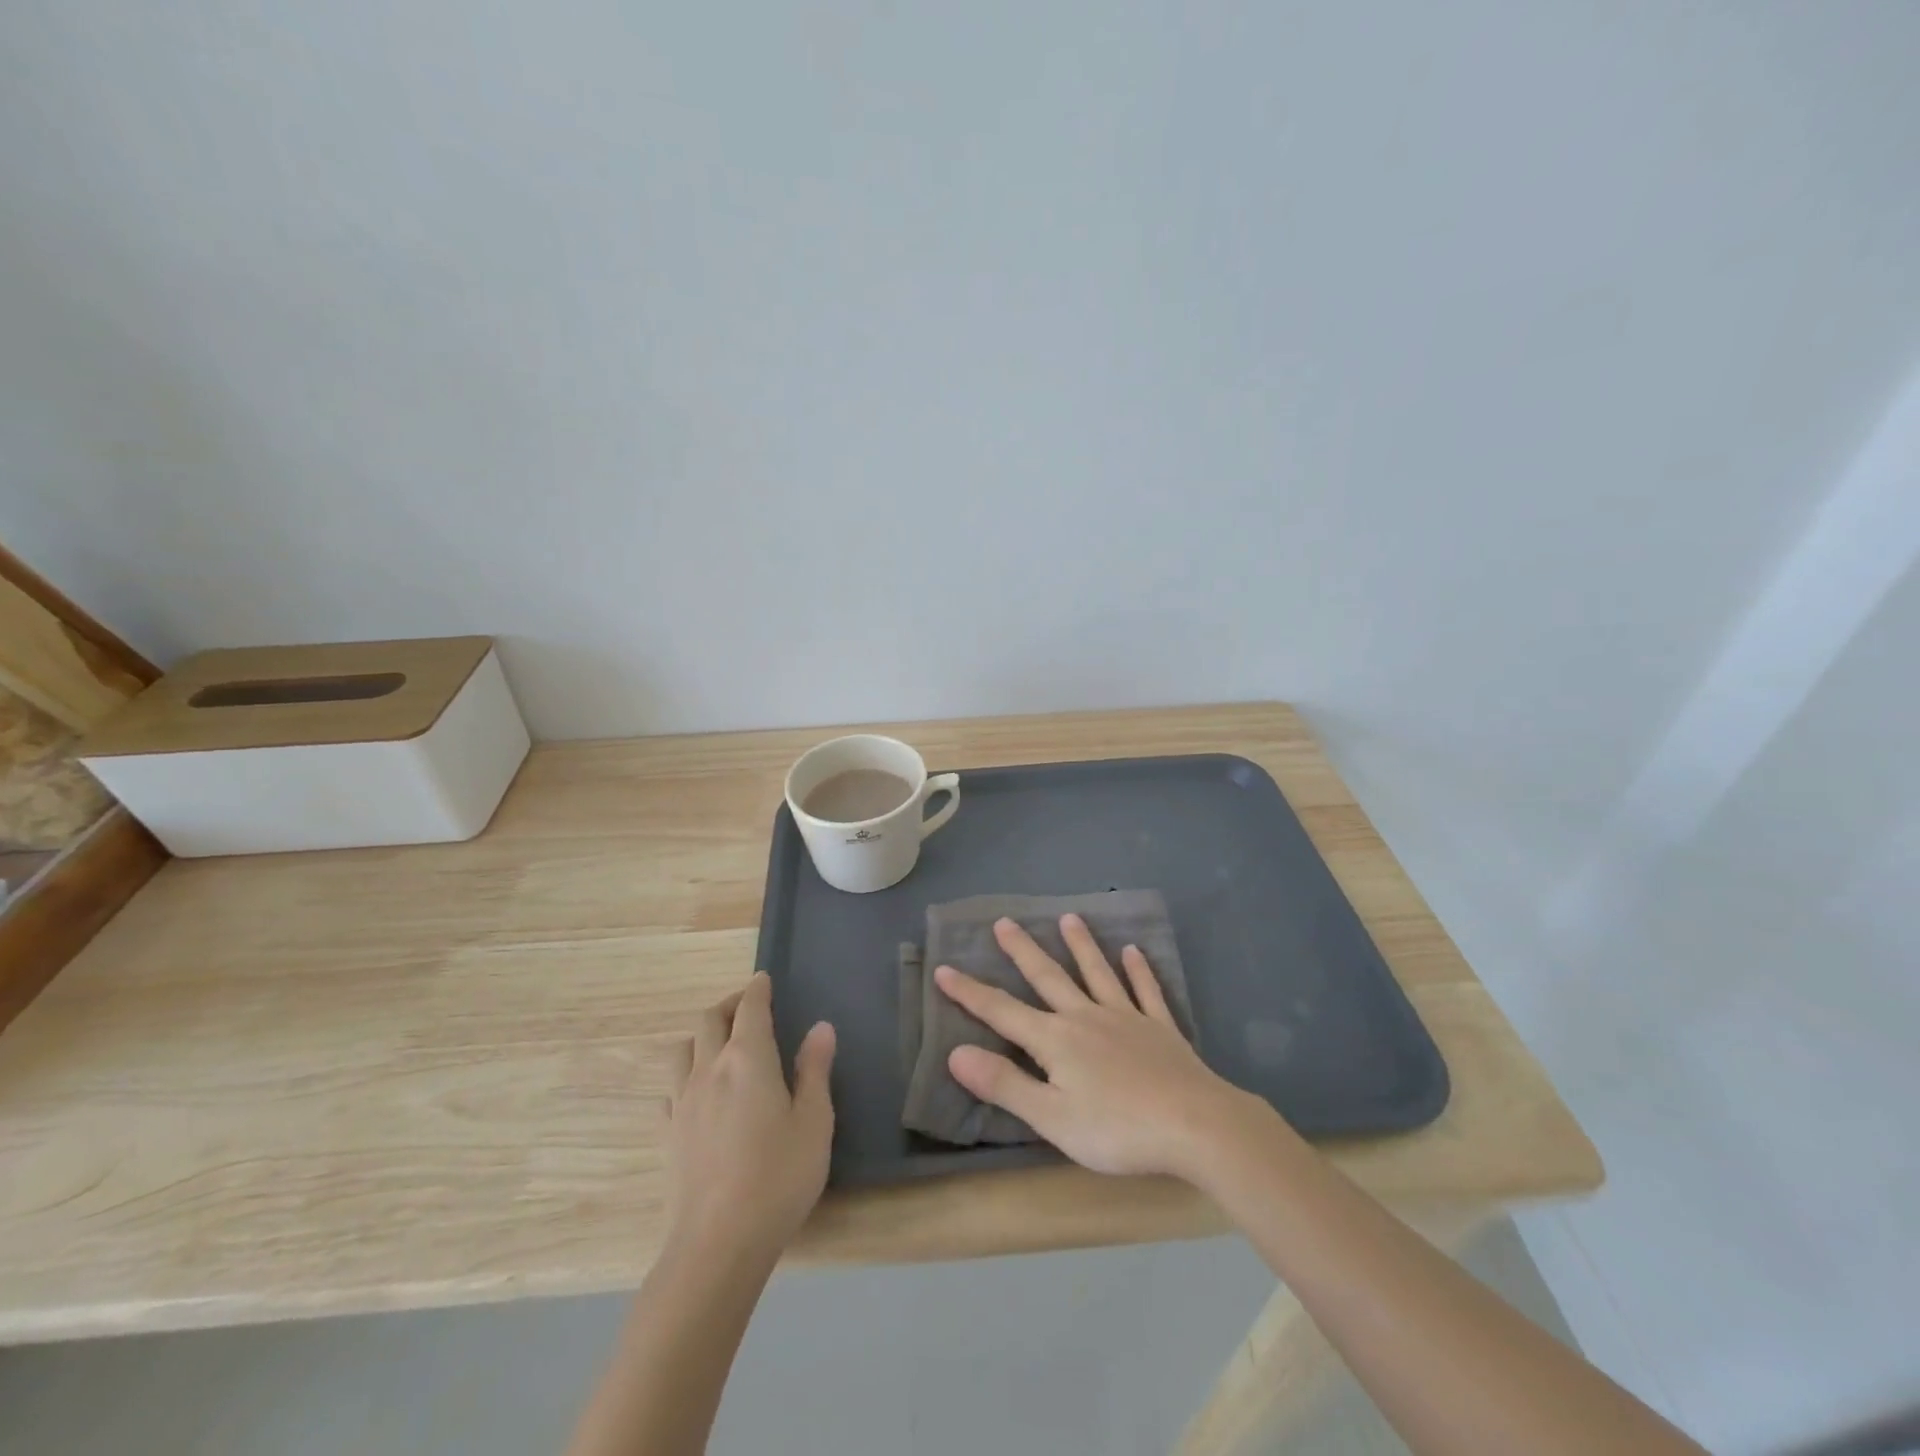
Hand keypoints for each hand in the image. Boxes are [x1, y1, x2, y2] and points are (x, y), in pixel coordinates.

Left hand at [666, 973, 835, 1263]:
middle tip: (747, 1007)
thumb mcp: (814, 1122)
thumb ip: (815, 1070)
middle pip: (709, 1019)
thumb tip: (820, 1027)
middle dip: (729, 1004)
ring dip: (702, 1035)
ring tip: (720, 1044)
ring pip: (683, 1048)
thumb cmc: (778, 1178)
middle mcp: (709, 1069)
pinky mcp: (667, 1134)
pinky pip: (670, 1087)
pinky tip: (698, 1092)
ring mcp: (682, 1101)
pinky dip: (686, 1074)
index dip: (757, 989)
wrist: (716, 1244)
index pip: (750, 1007)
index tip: (763, 980)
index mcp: (748, 1058)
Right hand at [934, 915, 1254, 1180]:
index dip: (970, 992)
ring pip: (1097, 973)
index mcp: (1056, 1040)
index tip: (944, 968)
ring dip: (1081, 945)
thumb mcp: (1050, 1117)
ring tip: (1069, 918)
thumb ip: (1004, 1084)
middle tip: (1005, 921)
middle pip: (1048, 978)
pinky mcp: (1160, 1028)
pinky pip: (1146, 991)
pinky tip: (1135, 951)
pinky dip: (1139, 970)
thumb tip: (955, 1053)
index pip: (1002, 1011)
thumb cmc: (1116, 1129)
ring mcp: (1126, 1018)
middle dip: (1023, 951)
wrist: (1194, 1125)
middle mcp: (1086, 1017)